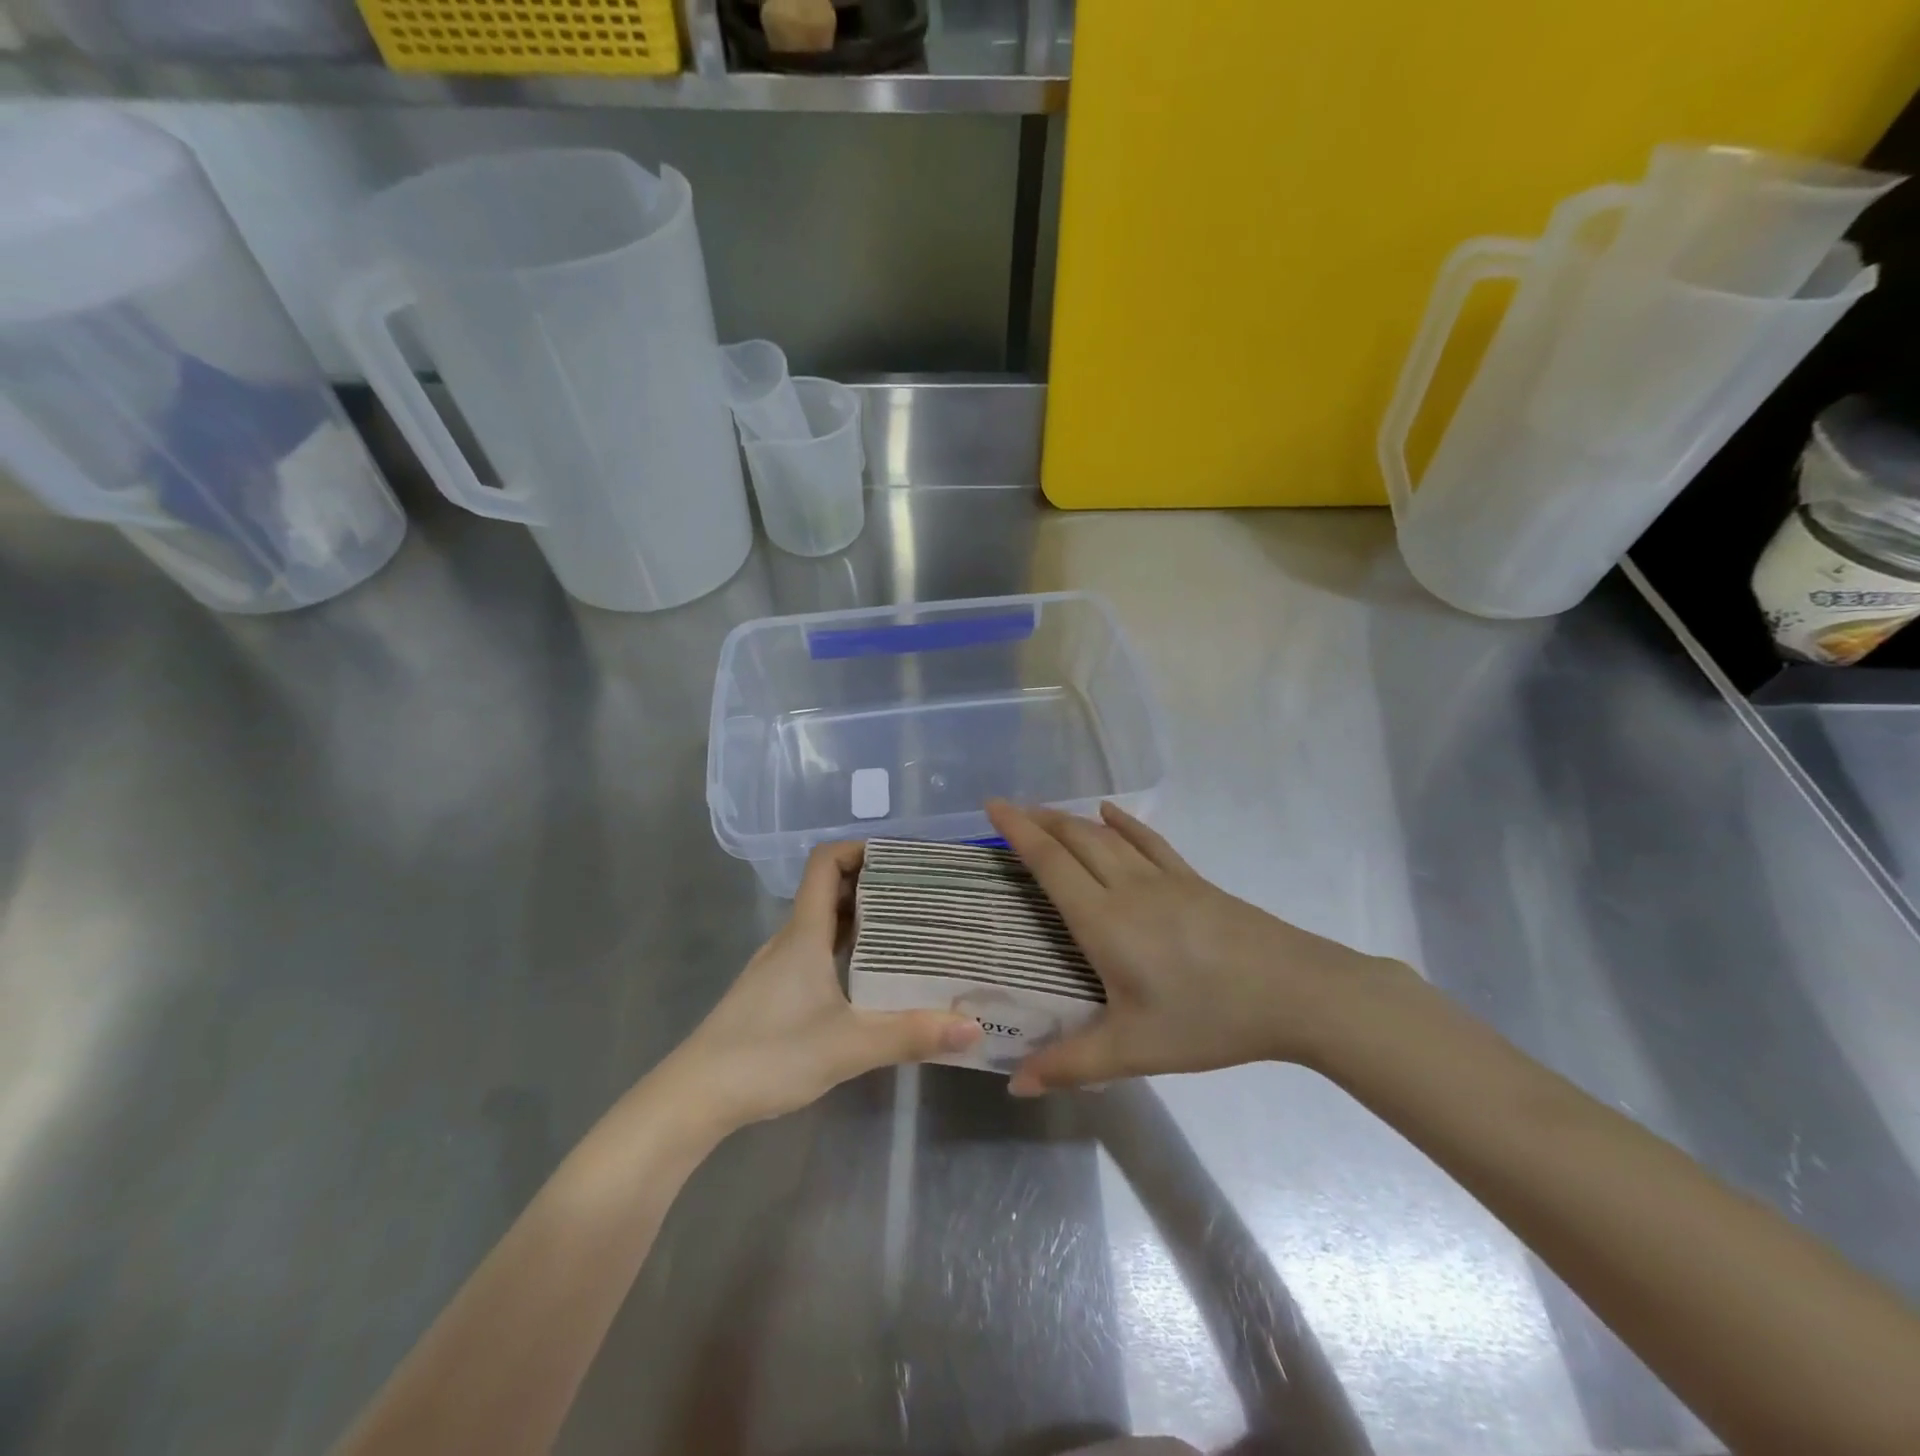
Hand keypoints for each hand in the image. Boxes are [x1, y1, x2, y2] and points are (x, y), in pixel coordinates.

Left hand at [660, 842, 981, 1130]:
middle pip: (830, 891)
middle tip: (922, 896)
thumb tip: (973, 1026)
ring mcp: (779, 967)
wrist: (695, 1097)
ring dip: (861, 920)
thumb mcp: (848, 1046)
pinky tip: (871, 979)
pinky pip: (816, 953)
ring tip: (908, 932)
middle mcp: (790, 940)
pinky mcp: (774, 993)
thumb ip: (911, 1035)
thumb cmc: (769, 1055)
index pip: (825, 863)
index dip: (859, 848)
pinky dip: (845, 950)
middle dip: (874, 885)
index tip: (901, 858)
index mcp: (804, 934)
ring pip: (823, 925)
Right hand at [986, 800, 1408, 1094]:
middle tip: (1009, 810)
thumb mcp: (1135, 1049)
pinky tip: (1112, 813)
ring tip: (1048, 813)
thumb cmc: (1208, 1018)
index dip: (1018, 832)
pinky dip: (1124, 823)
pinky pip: (1149, 841)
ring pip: (1108, 835)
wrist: (1296, 992)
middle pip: (1075, 839)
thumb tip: (1015, 1085)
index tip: (993, 806)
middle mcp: (1128, 887)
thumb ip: (1072, 1064)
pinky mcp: (1193, 881)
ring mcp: (1164, 878)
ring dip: (1072, 819)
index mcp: (1104, 920)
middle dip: (1038, 820)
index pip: (1050, 863)